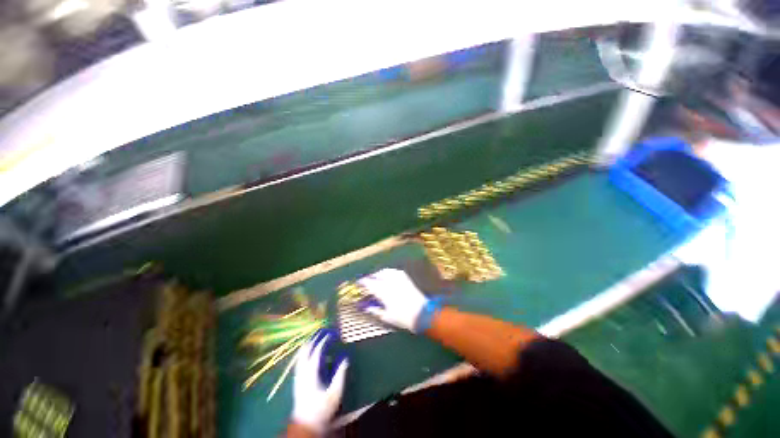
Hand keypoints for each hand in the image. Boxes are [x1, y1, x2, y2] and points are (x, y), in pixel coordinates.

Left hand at [291, 331, 347, 435]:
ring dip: (309, 343)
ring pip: (301, 353)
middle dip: (314, 338)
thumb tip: (345, 358)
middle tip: (324, 330)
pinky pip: (299, 359)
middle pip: (306, 349)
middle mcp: (302, 371)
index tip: (332, 333)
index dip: (324, 340)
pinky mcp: (297, 378)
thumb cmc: (322, 408)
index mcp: (311, 373)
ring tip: (317, 336)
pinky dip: (305, 351)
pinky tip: (309, 350)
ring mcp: (298, 375)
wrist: (306, 423)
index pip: (317, 351)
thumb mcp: (335, 392)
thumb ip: (340, 374)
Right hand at [357, 268, 428, 332]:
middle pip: (376, 275)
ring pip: (385, 271)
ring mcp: (398, 278)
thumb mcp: (386, 317)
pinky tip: (388, 275)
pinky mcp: (405, 277)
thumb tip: (366, 307)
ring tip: (376, 277)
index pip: (368, 283)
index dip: (362, 282)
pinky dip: (388, 272)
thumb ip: (374, 310)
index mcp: (382, 291)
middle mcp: (389, 281)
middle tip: (366, 281)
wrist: (422, 313)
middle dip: (370, 277)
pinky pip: (394, 271)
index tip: (358, 283)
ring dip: (378, 273)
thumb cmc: (402, 317)